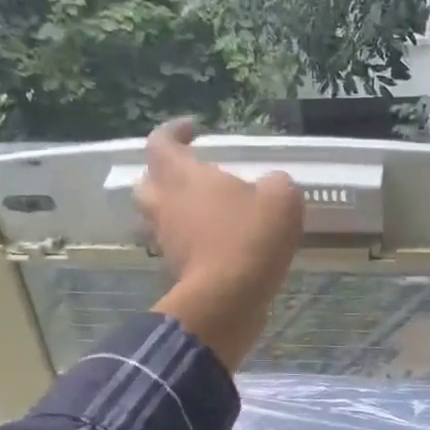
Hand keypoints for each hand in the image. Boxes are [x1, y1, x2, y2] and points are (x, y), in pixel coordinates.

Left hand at [138, 119, 302, 370]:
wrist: (227, 299)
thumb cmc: (249, 237)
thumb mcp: (281, 198)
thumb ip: (275, 183)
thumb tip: (271, 185)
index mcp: (182, 176)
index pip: (161, 142)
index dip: (174, 131)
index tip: (193, 129)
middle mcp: (164, 205)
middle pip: (148, 182)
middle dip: (165, 175)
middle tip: (192, 175)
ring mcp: (166, 240)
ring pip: (159, 218)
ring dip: (177, 211)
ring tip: (207, 212)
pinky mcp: (176, 271)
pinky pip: (177, 247)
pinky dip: (191, 241)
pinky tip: (218, 244)